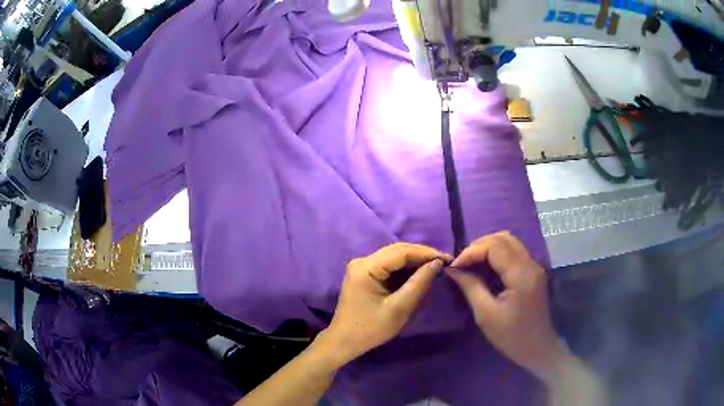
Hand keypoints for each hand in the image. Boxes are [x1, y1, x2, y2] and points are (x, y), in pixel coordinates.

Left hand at [319, 243, 451, 366]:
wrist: (345, 341)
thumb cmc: (371, 328)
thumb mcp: (399, 309)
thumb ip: (419, 284)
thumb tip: (437, 263)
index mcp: (366, 267)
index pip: (401, 251)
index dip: (426, 253)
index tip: (448, 259)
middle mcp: (362, 261)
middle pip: (397, 251)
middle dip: (422, 256)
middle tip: (445, 263)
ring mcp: (362, 267)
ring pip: (394, 257)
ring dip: (415, 262)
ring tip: (436, 268)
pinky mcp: (365, 274)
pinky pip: (389, 266)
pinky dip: (406, 269)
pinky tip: (420, 274)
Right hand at [446, 231, 564, 378]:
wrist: (538, 348)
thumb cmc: (511, 336)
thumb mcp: (486, 314)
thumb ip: (470, 287)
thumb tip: (453, 269)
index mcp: (521, 274)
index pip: (494, 246)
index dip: (471, 251)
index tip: (454, 266)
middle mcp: (530, 264)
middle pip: (503, 238)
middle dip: (479, 246)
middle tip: (461, 263)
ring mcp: (534, 266)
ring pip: (509, 242)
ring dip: (488, 247)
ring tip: (471, 263)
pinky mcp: (533, 272)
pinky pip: (514, 252)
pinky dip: (497, 254)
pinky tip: (485, 267)